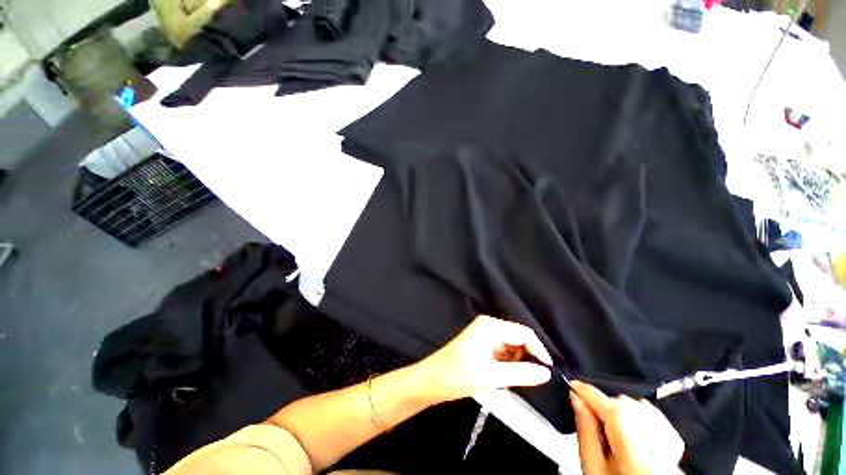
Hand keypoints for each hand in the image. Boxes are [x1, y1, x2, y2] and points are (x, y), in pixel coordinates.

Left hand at [418, 315, 552, 402]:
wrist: (432, 380)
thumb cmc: (459, 375)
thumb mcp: (493, 376)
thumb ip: (522, 373)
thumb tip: (546, 373)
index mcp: (490, 326)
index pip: (523, 333)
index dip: (538, 350)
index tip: (548, 370)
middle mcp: (488, 326)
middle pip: (517, 338)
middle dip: (528, 356)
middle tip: (535, 377)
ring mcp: (483, 335)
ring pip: (510, 346)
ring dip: (518, 361)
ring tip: (521, 379)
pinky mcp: (480, 345)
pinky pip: (501, 351)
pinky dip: (508, 363)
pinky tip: (508, 376)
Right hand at [571, 381, 684, 474]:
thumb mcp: (592, 467)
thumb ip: (586, 432)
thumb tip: (576, 400)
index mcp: (637, 460)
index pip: (614, 412)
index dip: (591, 394)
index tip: (574, 386)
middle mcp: (660, 452)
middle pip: (628, 406)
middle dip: (605, 405)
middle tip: (593, 418)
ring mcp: (672, 448)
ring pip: (641, 407)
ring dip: (620, 409)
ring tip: (611, 428)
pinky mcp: (676, 445)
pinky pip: (656, 416)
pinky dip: (638, 414)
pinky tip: (630, 426)